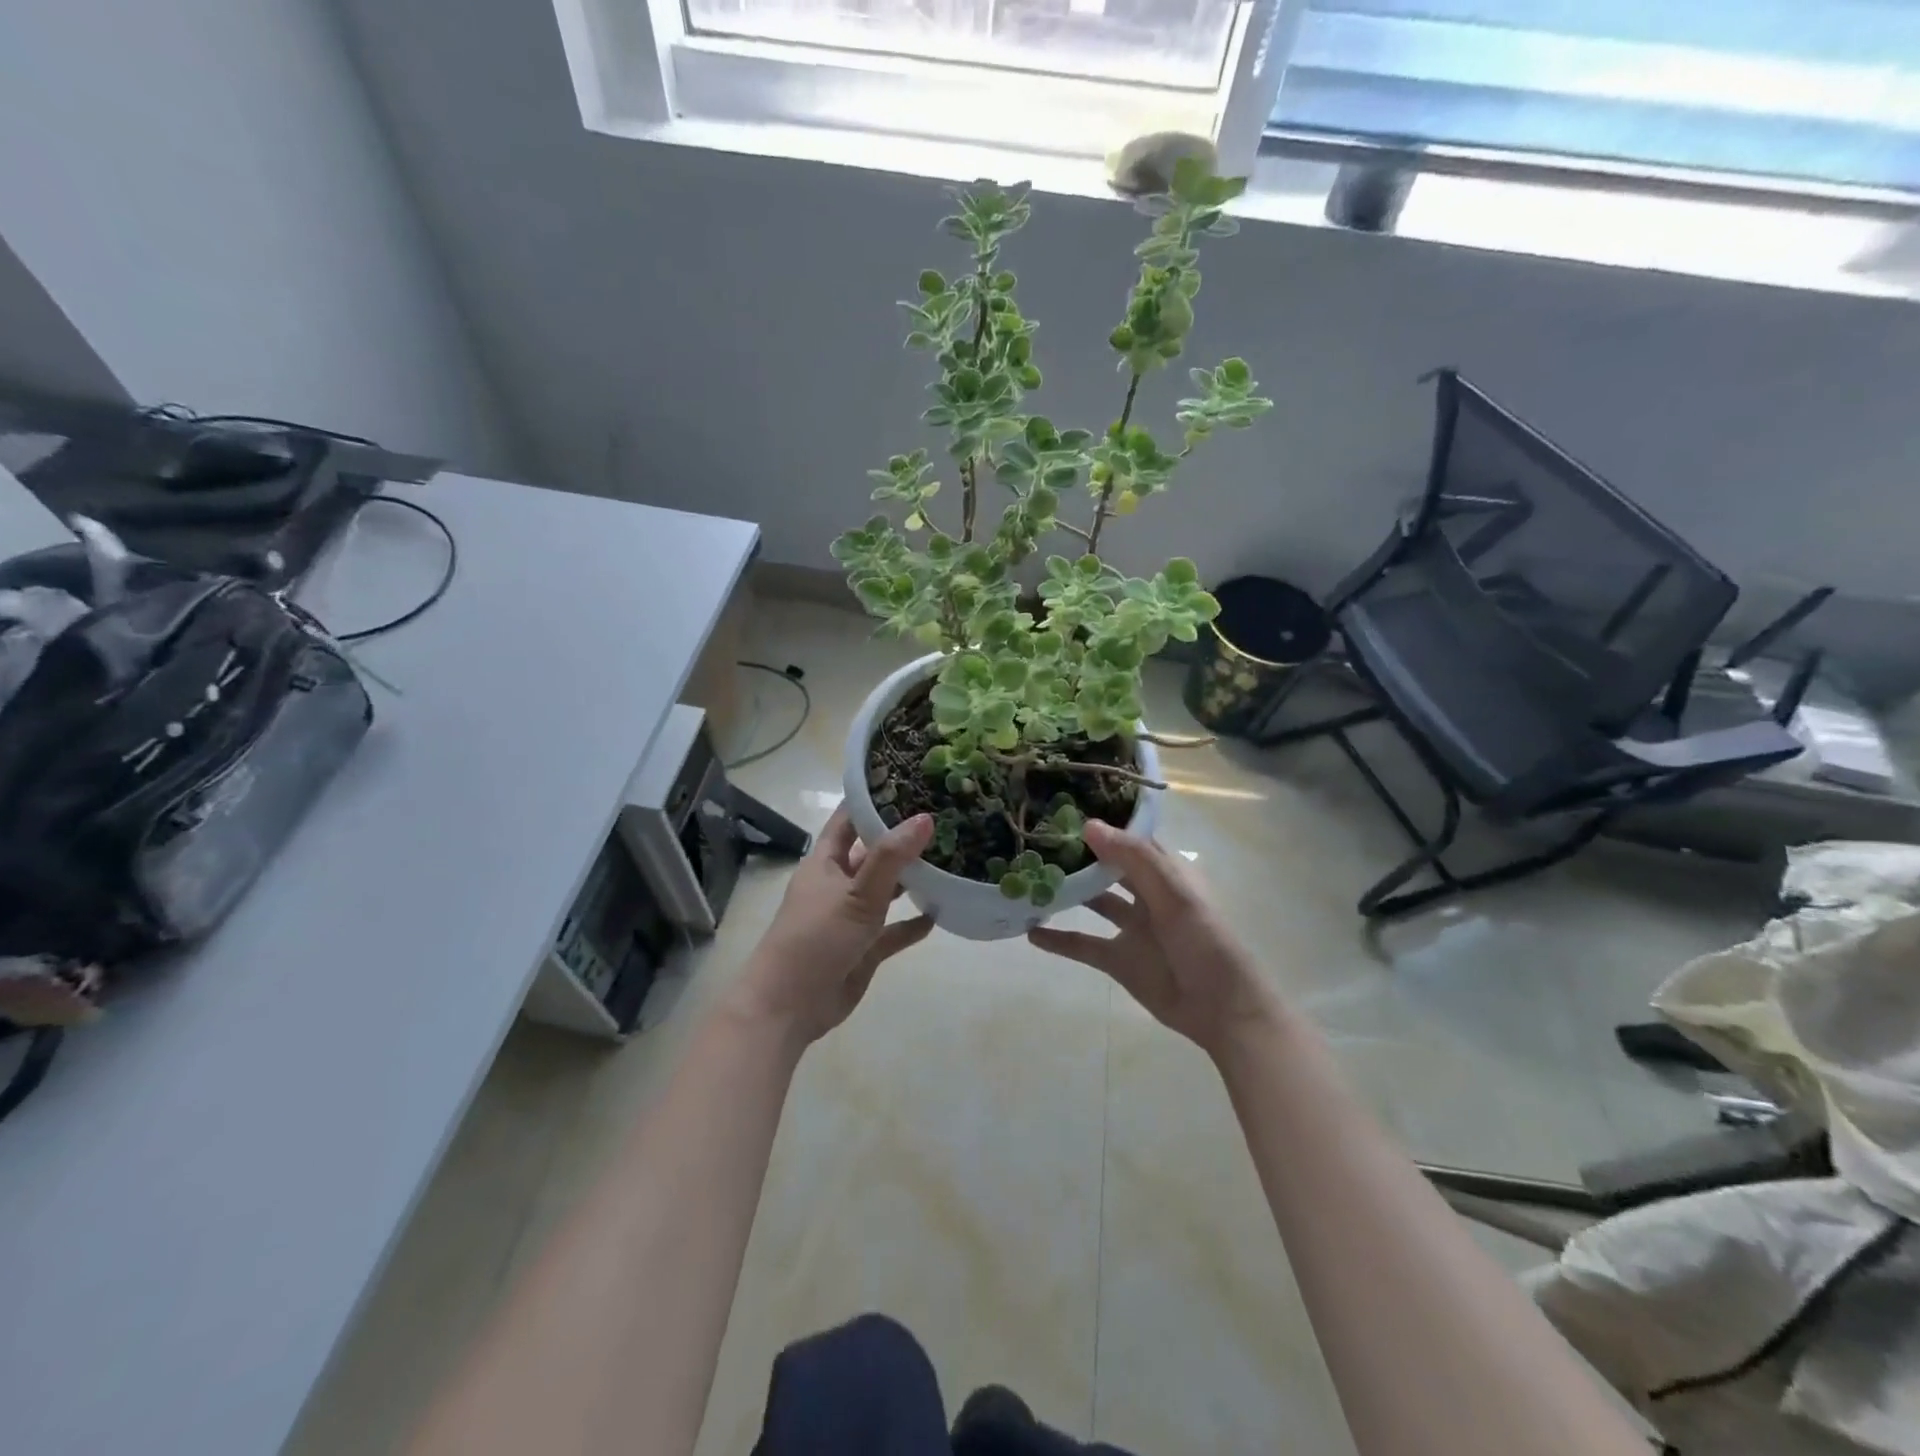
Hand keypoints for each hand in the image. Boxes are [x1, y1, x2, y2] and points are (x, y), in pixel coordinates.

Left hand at [732, 807, 934, 1046]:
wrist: (789, 1007)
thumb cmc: (816, 938)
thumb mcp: (856, 893)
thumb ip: (891, 858)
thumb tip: (925, 817)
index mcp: (826, 861)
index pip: (850, 818)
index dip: (874, 799)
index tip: (910, 780)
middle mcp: (838, 883)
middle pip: (873, 852)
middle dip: (902, 839)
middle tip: (944, 819)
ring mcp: (851, 916)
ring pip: (886, 890)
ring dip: (912, 880)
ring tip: (950, 861)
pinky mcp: (863, 948)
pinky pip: (893, 931)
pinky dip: (912, 924)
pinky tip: (939, 915)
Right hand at [1028, 820, 1274, 1059]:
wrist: (1222, 1009)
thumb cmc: (1205, 942)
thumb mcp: (1174, 894)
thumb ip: (1134, 858)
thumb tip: (1089, 824)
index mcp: (1166, 872)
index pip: (1130, 839)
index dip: (1103, 824)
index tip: (1064, 810)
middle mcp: (1146, 894)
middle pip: (1107, 868)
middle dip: (1078, 855)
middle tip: (1037, 840)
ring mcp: (1131, 927)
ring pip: (1093, 902)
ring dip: (1067, 892)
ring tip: (1028, 880)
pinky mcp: (1119, 959)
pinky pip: (1083, 945)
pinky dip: (1059, 940)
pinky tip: (1030, 932)